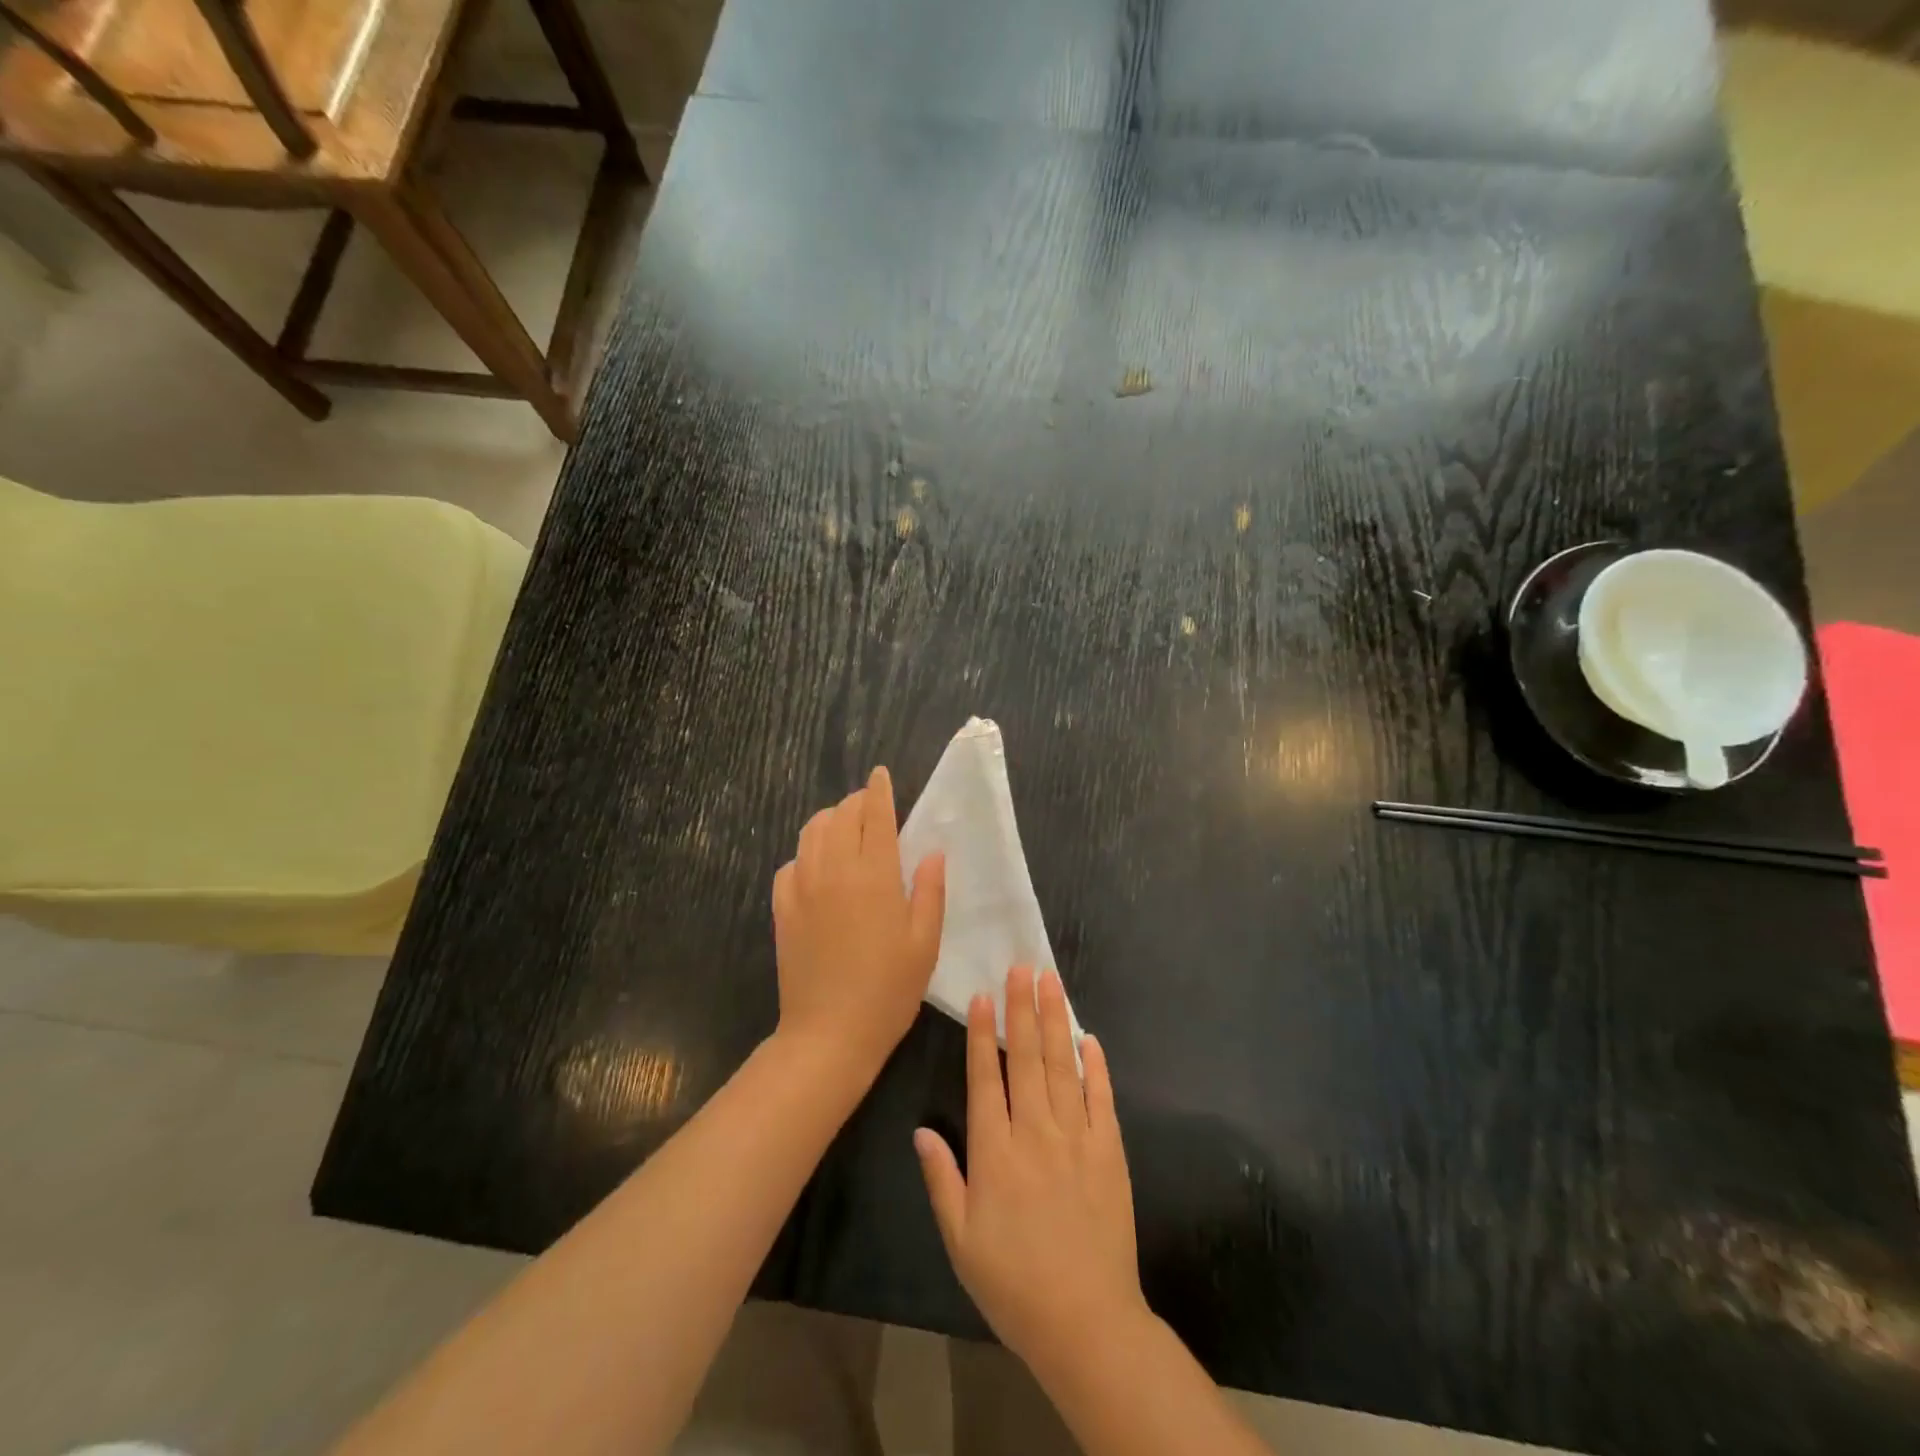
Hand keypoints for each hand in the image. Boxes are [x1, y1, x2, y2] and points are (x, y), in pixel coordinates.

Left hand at [771, 767, 945, 1075]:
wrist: (829, 1033)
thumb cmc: (889, 990)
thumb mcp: (925, 942)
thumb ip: (928, 890)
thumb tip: (931, 852)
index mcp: (874, 875)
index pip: (875, 815)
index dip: (879, 790)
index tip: (881, 775)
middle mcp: (833, 870)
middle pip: (841, 816)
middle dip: (857, 803)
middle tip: (871, 808)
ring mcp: (802, 887)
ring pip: (811, 832)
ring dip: (830, 820)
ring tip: (845, 829)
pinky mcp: (782, 908)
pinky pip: (791, 863)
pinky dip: (807, 854)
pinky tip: (818, 869)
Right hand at [915, 966, 1146, 1373]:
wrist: (1086, 1323)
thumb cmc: (1013, 1284)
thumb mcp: (960, 1241)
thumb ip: (942, 1179)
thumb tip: (921, 1130)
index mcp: (996, 1152)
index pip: (985, 1078)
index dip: (981, 1034)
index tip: (982, 996)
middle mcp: (1035, 1132)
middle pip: (1026, 1058)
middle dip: (1021, 1009)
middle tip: (1021, 967)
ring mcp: (1077, 1138)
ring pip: (1063, 1066)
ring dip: (1055, 1021)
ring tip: (1050, 983)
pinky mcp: (1109, 1151)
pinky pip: (1102, 1098)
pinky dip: (1096, 1065)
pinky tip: (1089, 1037)